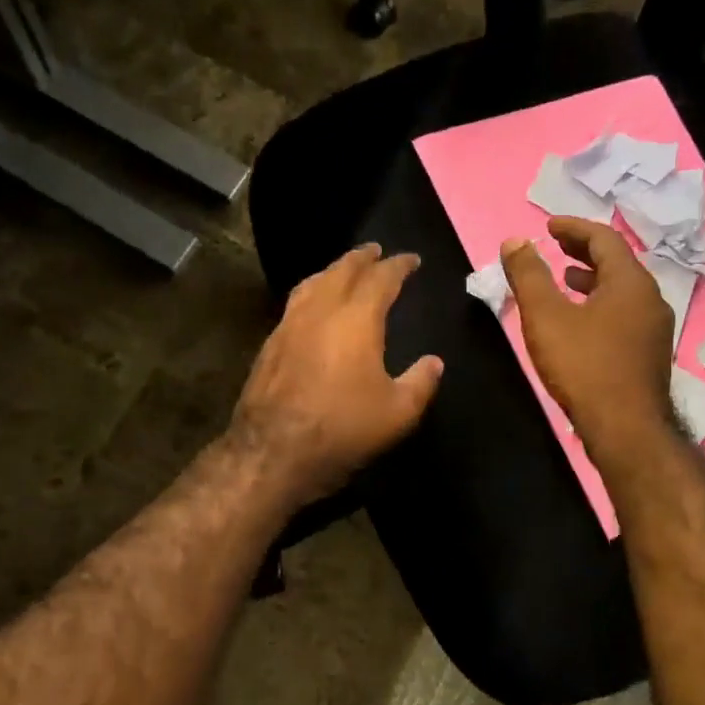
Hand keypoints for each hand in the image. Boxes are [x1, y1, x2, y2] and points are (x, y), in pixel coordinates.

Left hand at [229, 243, 443, 507]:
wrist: (272, 453)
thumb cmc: (343, 429)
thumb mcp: (397, 413)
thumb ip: (420, 383)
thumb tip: (434, 362)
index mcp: (356, 319)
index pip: (381, 278)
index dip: (399, 265)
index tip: (412, 260)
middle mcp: (320, 310)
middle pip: (342, 270)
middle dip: (362, 257)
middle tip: (376, 251)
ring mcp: (289, 325)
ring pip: (313, 282)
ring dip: (333, 270)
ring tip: (345, 270)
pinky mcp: (270, 344)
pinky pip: (295, 303)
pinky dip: (312, 292)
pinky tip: (314, 306)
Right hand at [501, 218, 672, 461]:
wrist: (625, 429)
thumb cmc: (583, 366)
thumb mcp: (545, 317)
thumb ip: (529, 276)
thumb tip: (515, 242)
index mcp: (630, 282)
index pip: (604, 239)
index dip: (574, 228)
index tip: (549, 226)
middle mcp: (650, 298)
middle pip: (618, 262)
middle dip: (585, 251)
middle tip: (557, 246)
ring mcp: (655, 328)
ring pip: (623, 290)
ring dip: (593, 278)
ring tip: (566, 280)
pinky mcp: (650, 353)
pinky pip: (625, 313)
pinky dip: (601, 303)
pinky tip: (581, 322)